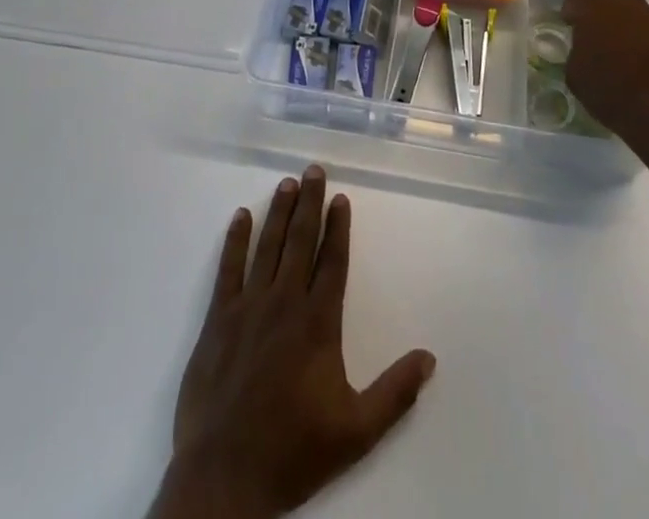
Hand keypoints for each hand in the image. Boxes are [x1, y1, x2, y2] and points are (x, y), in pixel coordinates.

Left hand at [151, 166, 436, 518]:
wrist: (224, 478)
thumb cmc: (293, 451)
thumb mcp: (356, 431)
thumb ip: (395, 392)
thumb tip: (429, 357)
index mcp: (318, 323)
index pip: (332, 261)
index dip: (338, 227)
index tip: (342, 198)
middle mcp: (284, 303)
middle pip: (301, 241)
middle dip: (310, 202)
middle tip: (314, 169)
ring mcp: (248, 307)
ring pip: (268, 246)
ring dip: (279, 212)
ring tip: (287, 182)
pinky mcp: (218, 320)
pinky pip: (228, 269)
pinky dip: (235, 240)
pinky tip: (241, 217)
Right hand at [562, 0, 648, 157]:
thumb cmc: (611, 91)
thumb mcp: (575, 75)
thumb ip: (577, 53)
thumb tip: (584, 51)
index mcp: (595, 9)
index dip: (571, 13)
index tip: (570, 28)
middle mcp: (627, 5)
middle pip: (609, 5)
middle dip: (602, 20)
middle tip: (598, 44)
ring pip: (636, 19)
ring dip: (629, 32)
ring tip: (625, 59)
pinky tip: (648, 71)